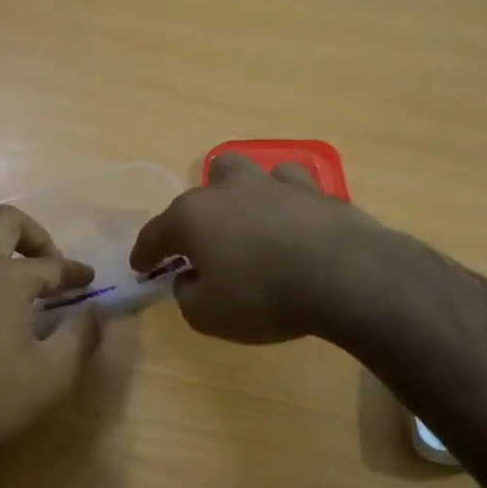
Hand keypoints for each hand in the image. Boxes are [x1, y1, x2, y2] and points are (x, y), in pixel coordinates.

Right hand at [129, 153, 376, 343]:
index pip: (155, 234)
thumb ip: (187, 295)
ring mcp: (272, 184)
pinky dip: (283, 199)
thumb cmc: (263, 297)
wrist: (345, 275)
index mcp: (192, 217)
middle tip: (200, 245)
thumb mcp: (207, 315)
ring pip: (243, 172)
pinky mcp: (314, 190)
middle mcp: (227, 191)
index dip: (145, 253)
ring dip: (237, 194)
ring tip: (245, 220)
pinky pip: (289, 184)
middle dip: (193, 215)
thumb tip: (189, 279)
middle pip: (198, 192)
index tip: (141, 268)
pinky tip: (290, 217)